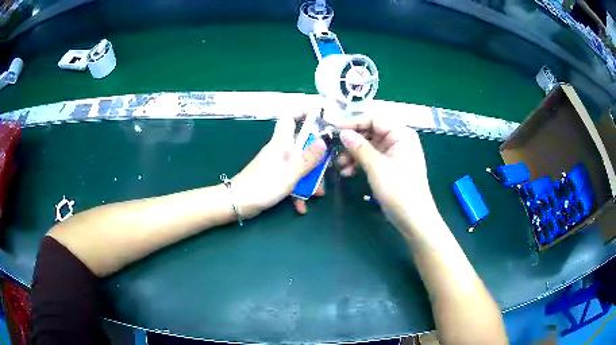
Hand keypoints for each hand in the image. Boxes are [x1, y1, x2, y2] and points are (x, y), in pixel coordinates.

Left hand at [231, 115, 326, 218]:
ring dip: (309, 179)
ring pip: (299, 165)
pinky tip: (301, 206)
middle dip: (315, 158)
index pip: (289, 118)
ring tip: (317, 194)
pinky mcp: (274, 178)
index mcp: (281, 143)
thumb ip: (308, 158)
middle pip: (301, 145)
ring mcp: (277, 165)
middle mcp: (279, 150)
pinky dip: (297, 191)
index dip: (302, 114)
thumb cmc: (264, 184)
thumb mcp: (291, 172)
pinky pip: (291, 180)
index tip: (319, 118)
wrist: (239, 203)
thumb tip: (324, 141)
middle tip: (325, 169)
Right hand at [336, 116, 436, 234]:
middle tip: (333, 148)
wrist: (413, 218)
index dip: (353, 122)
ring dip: (353, 155)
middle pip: (370, 132)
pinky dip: (359, 164)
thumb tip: (343, 133)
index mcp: (401, 134)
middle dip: (351, 142)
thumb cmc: (398, 189)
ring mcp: (394, 154)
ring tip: (339, 166)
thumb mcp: (376, 166)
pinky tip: (348, 172)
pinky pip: (371, 159)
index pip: (373, 119)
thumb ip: (359, 147)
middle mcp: (398, 140)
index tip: (333, 128)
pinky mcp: (389, 167)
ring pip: (368, 147)